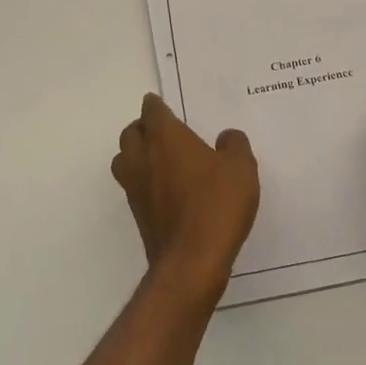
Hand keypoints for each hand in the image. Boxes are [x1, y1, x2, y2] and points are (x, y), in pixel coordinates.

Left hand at [111, 95, 259, 292]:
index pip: (152, 111)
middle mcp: (143, 158)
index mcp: (165, 138)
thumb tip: (226, 137)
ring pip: (124, 159)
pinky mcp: (137, 214)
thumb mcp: (241, 168)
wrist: (191, 260)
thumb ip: (234, 145)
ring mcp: (135, 188)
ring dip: (136, 153)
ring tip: (159, 158)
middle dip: (143, 127)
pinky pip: (133, 186)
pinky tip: (165, 188)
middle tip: (163, 131)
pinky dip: (143, 180)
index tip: (161, 105)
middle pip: (131, 133)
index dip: (156, 106)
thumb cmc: (216, 205)